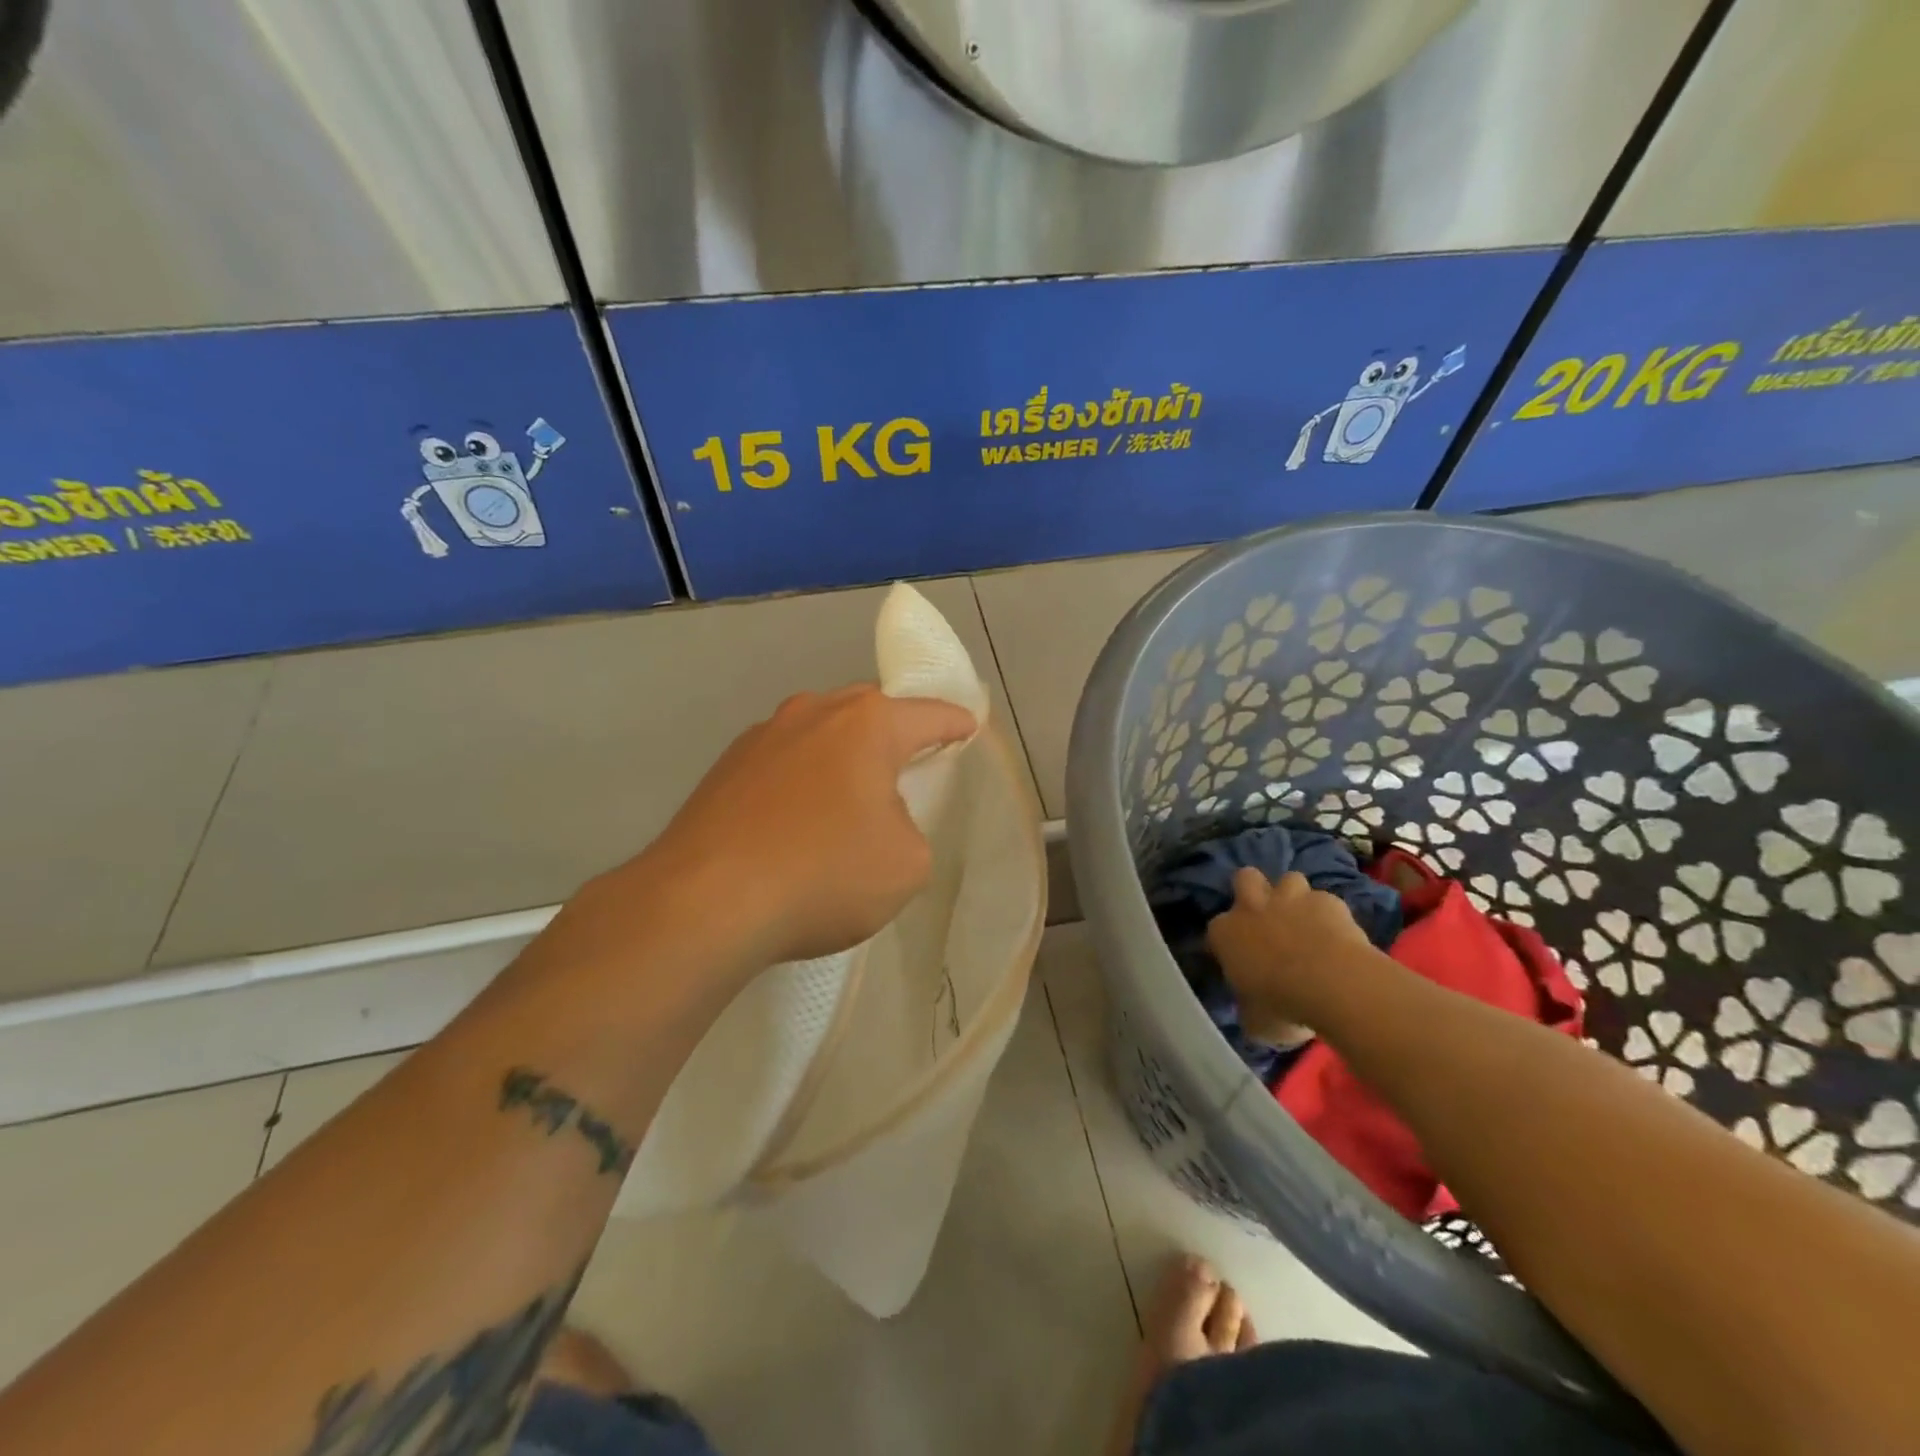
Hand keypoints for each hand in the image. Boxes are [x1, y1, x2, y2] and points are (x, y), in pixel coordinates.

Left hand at [648, 684, 977, 963]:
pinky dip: (802, 779)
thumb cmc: (824, 874)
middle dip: (894, 731)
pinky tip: (797, 820)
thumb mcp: (907, 863)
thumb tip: (877, 818)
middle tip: (908, 766)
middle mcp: (813, 712)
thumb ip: (910, 827)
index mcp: (866, 724)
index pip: (928, 714)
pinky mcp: (725, 767)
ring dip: (842, 755)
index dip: (955, 723)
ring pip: (820, 732)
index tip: (968, 727)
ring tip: (847, 799)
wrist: (705, 902)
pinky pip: (783, 761)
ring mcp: (762, 735)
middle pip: (869, 710)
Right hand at [1205, 869, 1372, 1039]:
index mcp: (1225, 933)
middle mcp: (1252, 907)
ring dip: (1293, 897)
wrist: (1335, 985)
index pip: (1215, 931)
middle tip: (1265, 917)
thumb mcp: (1255, 1021)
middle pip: (1245, 878)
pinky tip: (1338, 935)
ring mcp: (1291, 899)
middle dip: (1253, 890)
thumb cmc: (1283, 1006)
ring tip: (1304, 921)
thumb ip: (1249, 1008)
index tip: (1238, 962)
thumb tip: (1253, 1011)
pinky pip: (1325, 901)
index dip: (1227, 944)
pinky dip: (1328, 915)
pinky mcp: (1329, 901)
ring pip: (1288, 879)